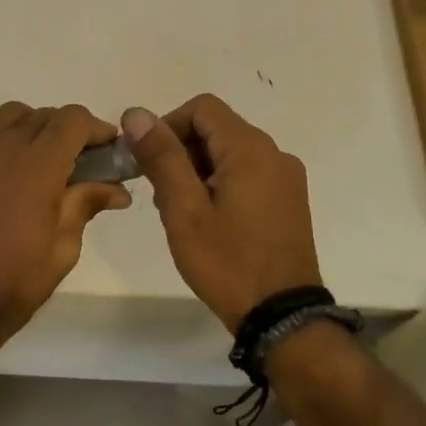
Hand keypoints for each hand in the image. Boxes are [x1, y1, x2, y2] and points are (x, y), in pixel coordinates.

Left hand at [0, 103, 131, 348]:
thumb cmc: (14, 282)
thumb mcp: (63, 248)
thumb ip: (85, 205)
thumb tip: (116, 189)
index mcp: (36, 166)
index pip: (72, 119)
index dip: (96, 129)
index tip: (109, 150)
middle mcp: (2, 149)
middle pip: (43, 115)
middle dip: (69, 130)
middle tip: (84, 162)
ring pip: (10, 118)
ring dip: (36, 129)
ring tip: (47, 164)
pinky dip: (7, 144)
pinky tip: (13, 180)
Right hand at [122, 95, 321, 329]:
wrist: (281, 317)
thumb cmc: (227, 262)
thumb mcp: (184, 209)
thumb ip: (161, 157)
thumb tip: (136, 113)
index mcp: (250, 149)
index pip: (202, 108)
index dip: (168, 125)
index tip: (148, 162)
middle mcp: (275, 154)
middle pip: (217, 128)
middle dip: (181, 151)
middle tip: (160, 193)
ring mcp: (286, 178)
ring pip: (231, 152)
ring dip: (198, 169)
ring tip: (182, 211)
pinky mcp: (289, 200)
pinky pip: (248, 173)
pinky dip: (220, 182)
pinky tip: (208, 220)